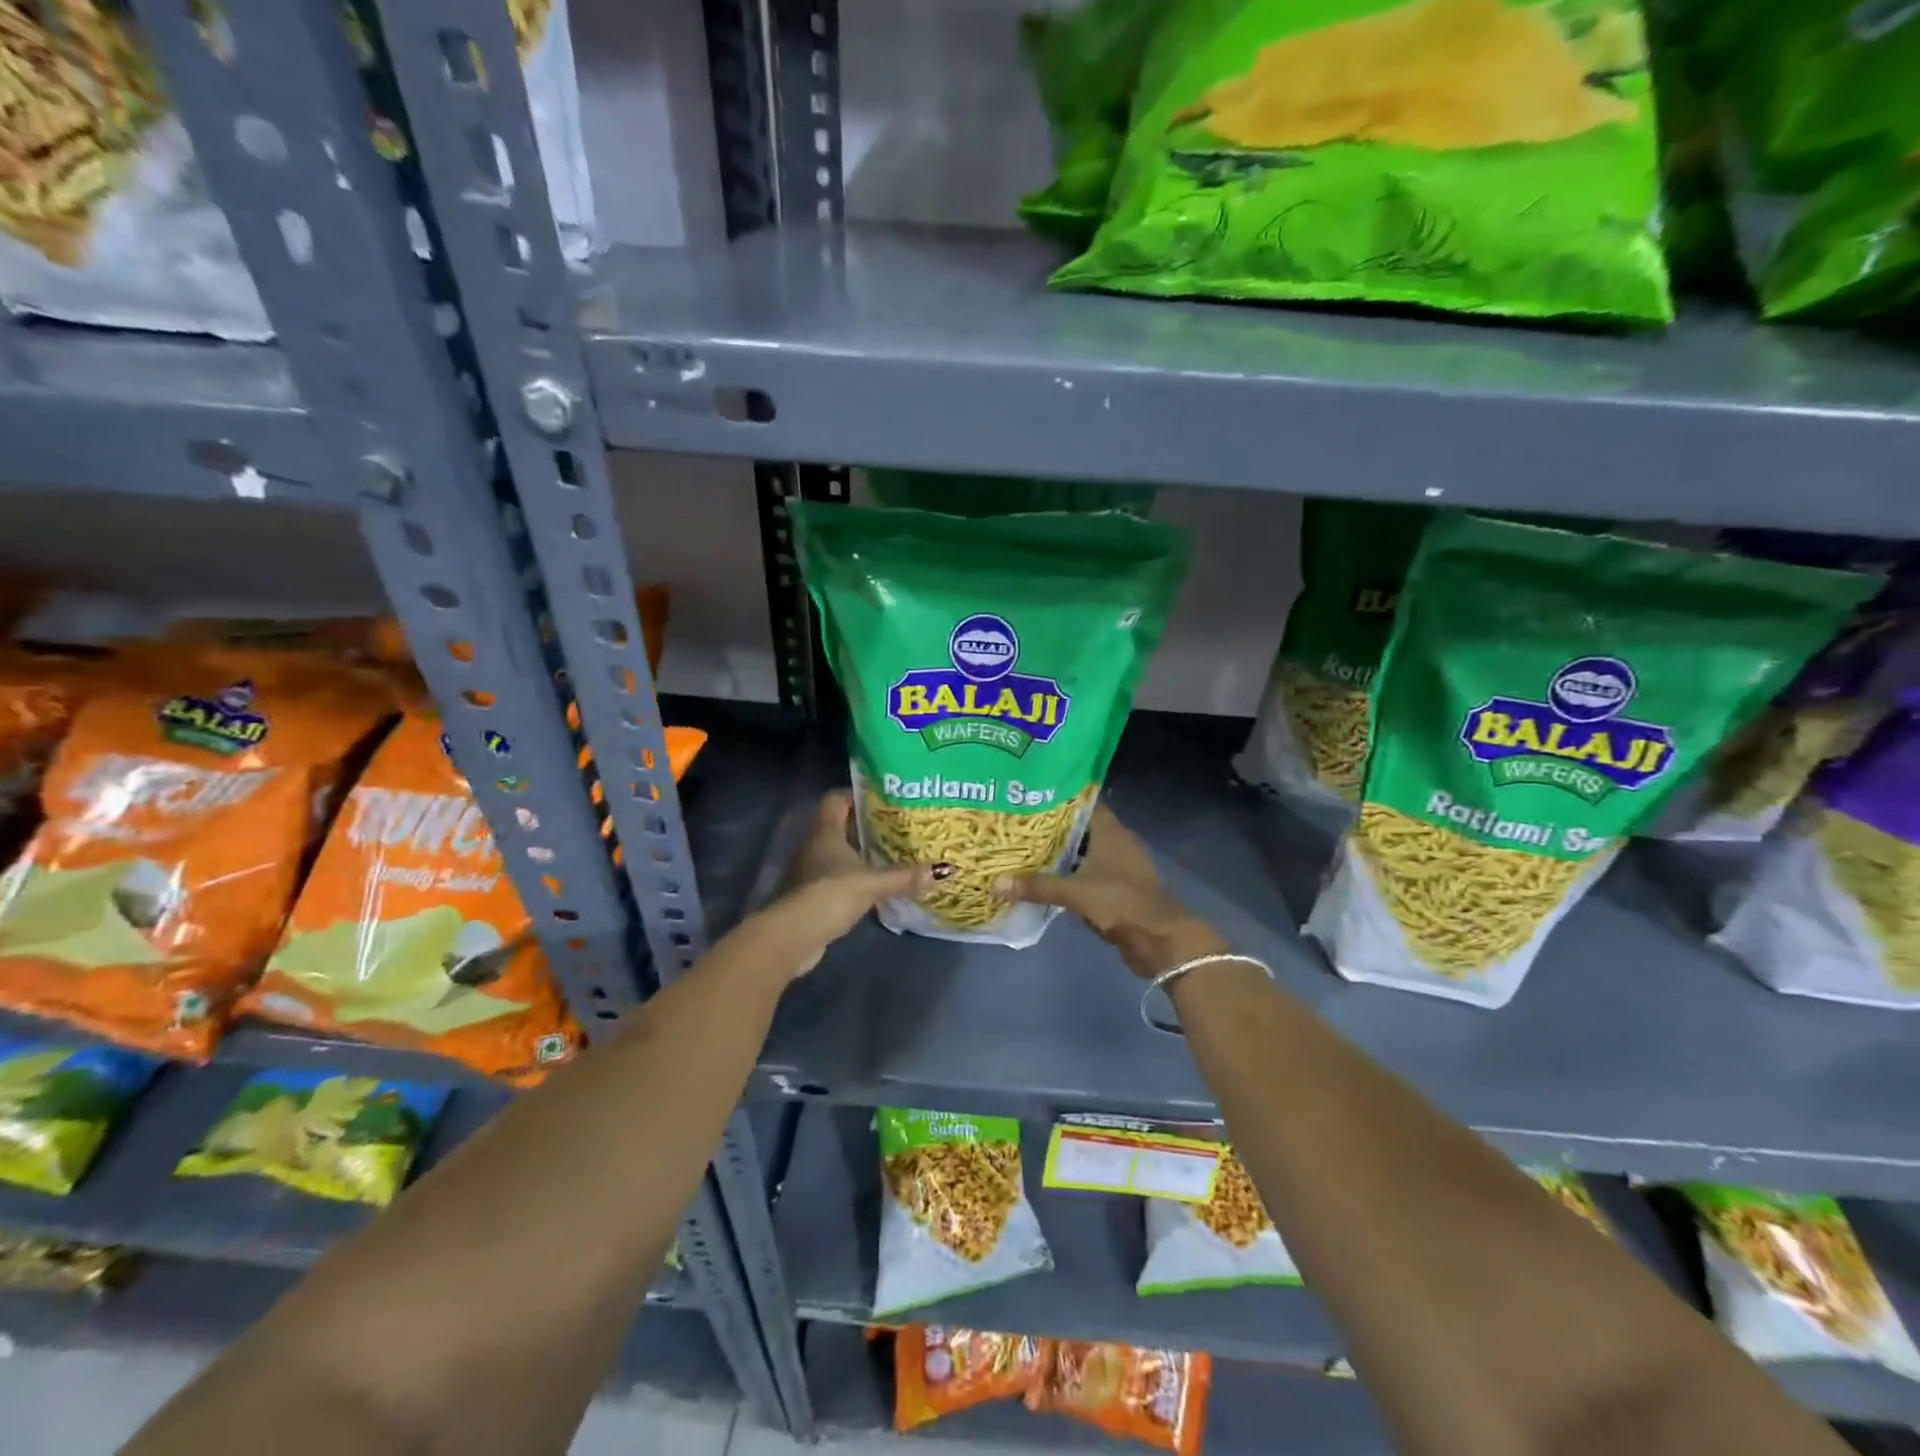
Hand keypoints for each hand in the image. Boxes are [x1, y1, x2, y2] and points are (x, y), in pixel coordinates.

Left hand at [752, 790, 937, 977]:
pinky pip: (839, 877)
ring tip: (895, 854)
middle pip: (842, 825)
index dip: (858, 795)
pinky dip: (857, 878)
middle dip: (869, 826)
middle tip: (900, 827)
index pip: (837, 799)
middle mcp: (815, 845)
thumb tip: (944, 870)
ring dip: (863, 854)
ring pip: (841, 853)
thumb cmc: (828, 895)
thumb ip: (904, 876)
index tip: (885, 799)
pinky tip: (878, 886)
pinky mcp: (813, 895)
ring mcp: (811, 871)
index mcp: (825, 831)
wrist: (791, 937)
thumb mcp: (871, 883)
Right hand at [998, 803, 1226, 978]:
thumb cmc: (1121, 902)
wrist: (1160, 940)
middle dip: (1053, 826)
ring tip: (1024, 848)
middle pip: (1080, 827)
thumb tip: (995, 883)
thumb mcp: (1076, 892)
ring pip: (1083, 852)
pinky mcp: (1117, 888)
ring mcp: (1118, 866)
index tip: (1030, 795)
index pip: (1083, 802)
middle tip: (1018, 823)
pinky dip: (1069, 875)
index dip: (1059, 797)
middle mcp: (1116, 842)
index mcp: (1111, 831)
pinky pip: (1087, 874)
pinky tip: (1045, 878)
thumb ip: (1037, 886)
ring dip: (1060, 853)